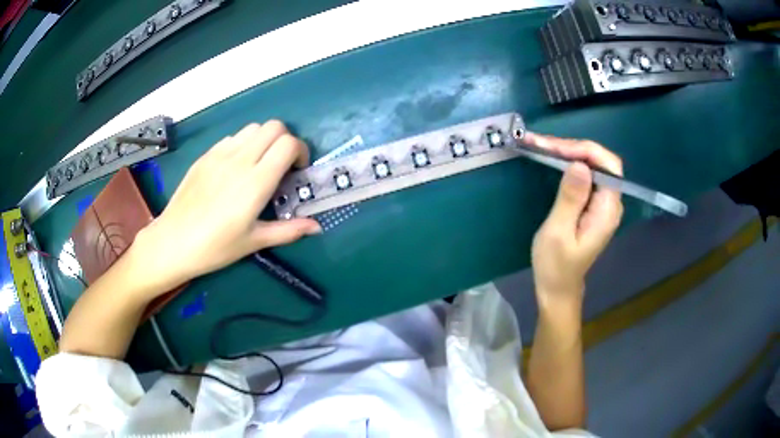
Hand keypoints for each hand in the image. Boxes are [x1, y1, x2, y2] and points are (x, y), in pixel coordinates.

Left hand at [134, 121, 320, 290]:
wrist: (173, 242)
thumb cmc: (215, 247)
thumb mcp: (254, 242)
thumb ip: (289, 230)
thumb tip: (317, 227)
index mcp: (256, 182)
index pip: (288, 144)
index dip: (300, 151)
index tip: (297, 170)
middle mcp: (240, 160)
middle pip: (274, 127)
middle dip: (285, 140)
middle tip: (281, 165)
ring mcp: (220, 154)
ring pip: (252, 128)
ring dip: (264, 140)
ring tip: (259, 164)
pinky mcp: (205, 156)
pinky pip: (232, 138)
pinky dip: (243, 145)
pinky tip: (235, 168)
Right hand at [526, 133, 622, 308]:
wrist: (557, 288)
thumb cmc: (556, 266)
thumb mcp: (558, 232)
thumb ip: (571, 198)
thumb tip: (579, 165)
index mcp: (607, 210)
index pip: (608, 166)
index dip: (585, 150)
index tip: (555, 148)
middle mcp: (610, 202)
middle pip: (600, 161)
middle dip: (572, 147)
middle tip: (540, 143)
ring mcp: (602, 203)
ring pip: (592, 165)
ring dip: (568, 152)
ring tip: (540, 145)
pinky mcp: (592, 204)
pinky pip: (585, 175)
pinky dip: (568, 163)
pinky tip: (551, 157)